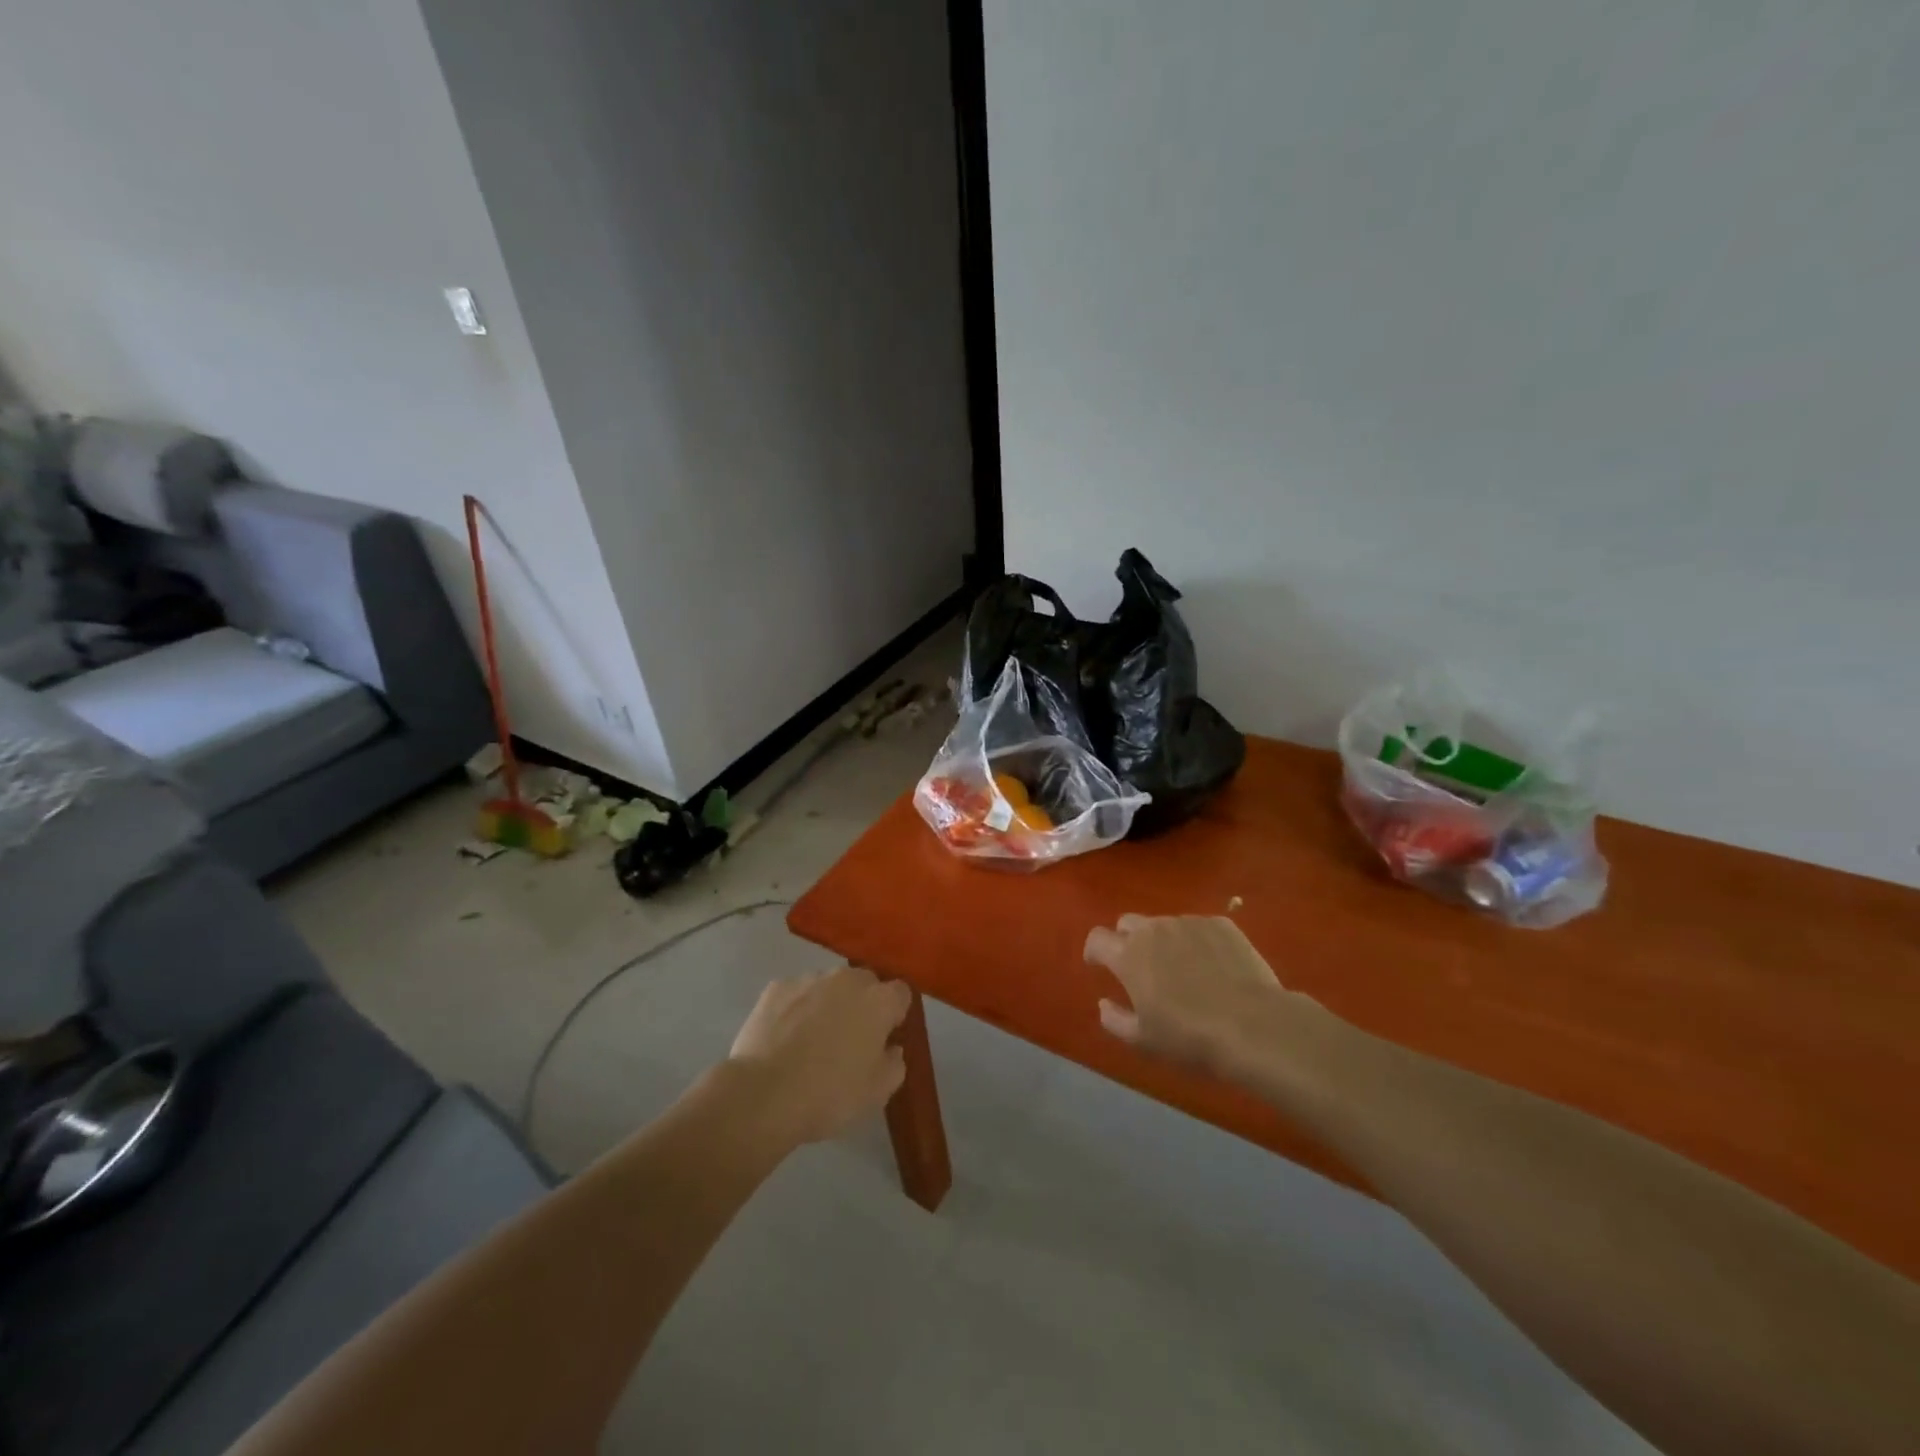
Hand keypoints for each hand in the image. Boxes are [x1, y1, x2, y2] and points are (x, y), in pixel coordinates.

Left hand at [728, 966, 912, 1144]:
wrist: (763, 1094)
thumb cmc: (829, 1095)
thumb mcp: (877, 1092)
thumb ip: (894, 1063)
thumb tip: (891, 1047)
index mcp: (879, 1001)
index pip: (901, 993)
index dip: (894, 1015)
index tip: (884, 1038)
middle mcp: (847, 979)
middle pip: (864, 983)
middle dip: (862, 1004)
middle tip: (849, 1040)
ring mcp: (809, 979)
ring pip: (828, 986)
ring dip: (828, 1005)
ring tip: (810, 1041)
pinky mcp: (776, 987)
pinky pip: (795, 994)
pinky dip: (795, 1009)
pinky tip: (784, 1038)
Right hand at [1084, 914, 1293, 1076]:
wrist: (1254, 1026)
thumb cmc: (1190, 1037)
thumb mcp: (1143, 1040)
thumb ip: (1114, 1019)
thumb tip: (1103, 1003)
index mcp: (1128, 955)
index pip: (1097, 938)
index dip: (1095, 951)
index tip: (1099, 965)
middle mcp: (1153, 929)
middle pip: (1128, 923)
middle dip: (1127, 940)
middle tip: (1141, 968)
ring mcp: (1189, 922)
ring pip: (1165, 924)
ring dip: (1164, 941)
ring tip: (1183, 970)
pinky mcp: (1220, 924)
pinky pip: (1199, 927)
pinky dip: (1197, 942)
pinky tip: (1214, 967)